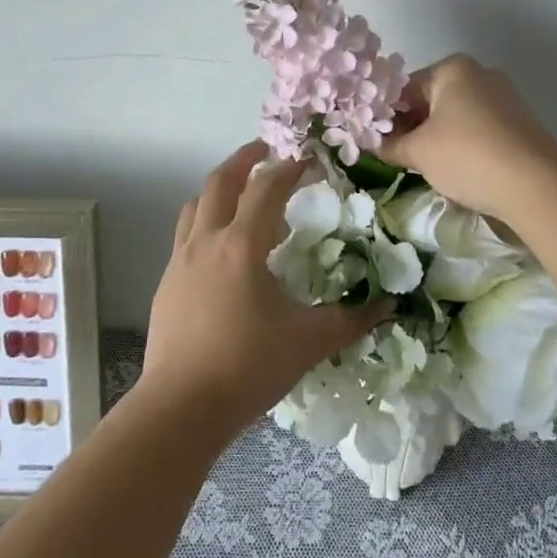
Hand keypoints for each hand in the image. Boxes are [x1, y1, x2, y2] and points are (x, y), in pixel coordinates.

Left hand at [141, 141, 386, 439]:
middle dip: (246, 159)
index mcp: (241, 246)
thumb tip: (388, 305)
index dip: (290, 168)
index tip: (308, 158)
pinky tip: (222, 249)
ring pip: (197, 204)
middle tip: (268, 150)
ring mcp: (181, 260)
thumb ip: (350, 320)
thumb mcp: (308, 342)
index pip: (267, 188)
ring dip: (220, 189)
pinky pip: (186, 234)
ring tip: (243, 194)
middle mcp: (207, 241)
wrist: (180, 407)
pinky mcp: (167, 282)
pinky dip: (206, 221)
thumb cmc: (247, 367)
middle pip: (221, 181)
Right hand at [380, 55, 556, 222]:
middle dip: (413, 127)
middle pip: (431, 99)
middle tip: (399, 157)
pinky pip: (478, 128)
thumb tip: (372, 143)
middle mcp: (479, 73)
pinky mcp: (519, 122)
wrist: (537, 185)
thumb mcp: (418, 152)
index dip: (387, 117)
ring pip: (455, 115)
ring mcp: (503, 96)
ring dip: (436, 138)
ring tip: (427, 167)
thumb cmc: (467, 156)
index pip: (404, 88)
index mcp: (451, 69)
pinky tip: (458, 169)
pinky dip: (463, 144)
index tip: (378, 143)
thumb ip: (390, 144)